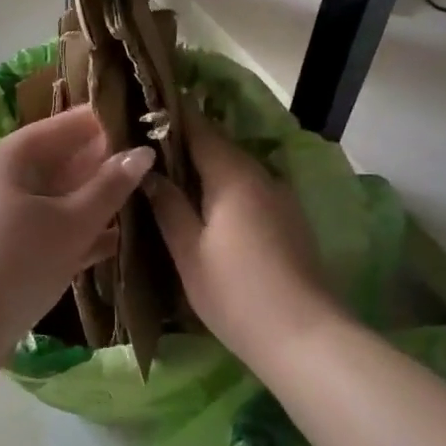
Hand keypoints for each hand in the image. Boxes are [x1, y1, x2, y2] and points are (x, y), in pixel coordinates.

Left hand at [0, 106, 153, 389]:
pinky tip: (117, 243)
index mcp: (13, 156)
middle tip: (160, 167)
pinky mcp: (7, 253)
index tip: (153, 125)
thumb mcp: (69, 224)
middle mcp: (5, 180)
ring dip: (98, 202)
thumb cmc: (12, 264)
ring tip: (150, 200)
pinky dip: (80, 235)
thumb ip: (109, 187)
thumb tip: (142, 151)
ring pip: (60, 199)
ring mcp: (4, 218)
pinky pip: (51, 232)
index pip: (70, 124)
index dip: (110, 122)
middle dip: (108, 164)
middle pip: (64, 160)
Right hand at [145, 112, 342, 363]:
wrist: (304, 336)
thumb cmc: (235, 292)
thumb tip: (147, 171)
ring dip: (205, 167)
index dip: (170, 115)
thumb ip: (167, 205)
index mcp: (233, 174)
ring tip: (169, 177)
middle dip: (184, 142)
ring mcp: (280, 195)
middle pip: (219, 145)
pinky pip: (250, 188)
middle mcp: (261, 174)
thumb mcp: (189, 251)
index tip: (142, 109)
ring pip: (236, 168)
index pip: (199, 127)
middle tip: (146, 149)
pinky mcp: (290, 218)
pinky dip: (225, 188)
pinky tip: (206, 208)